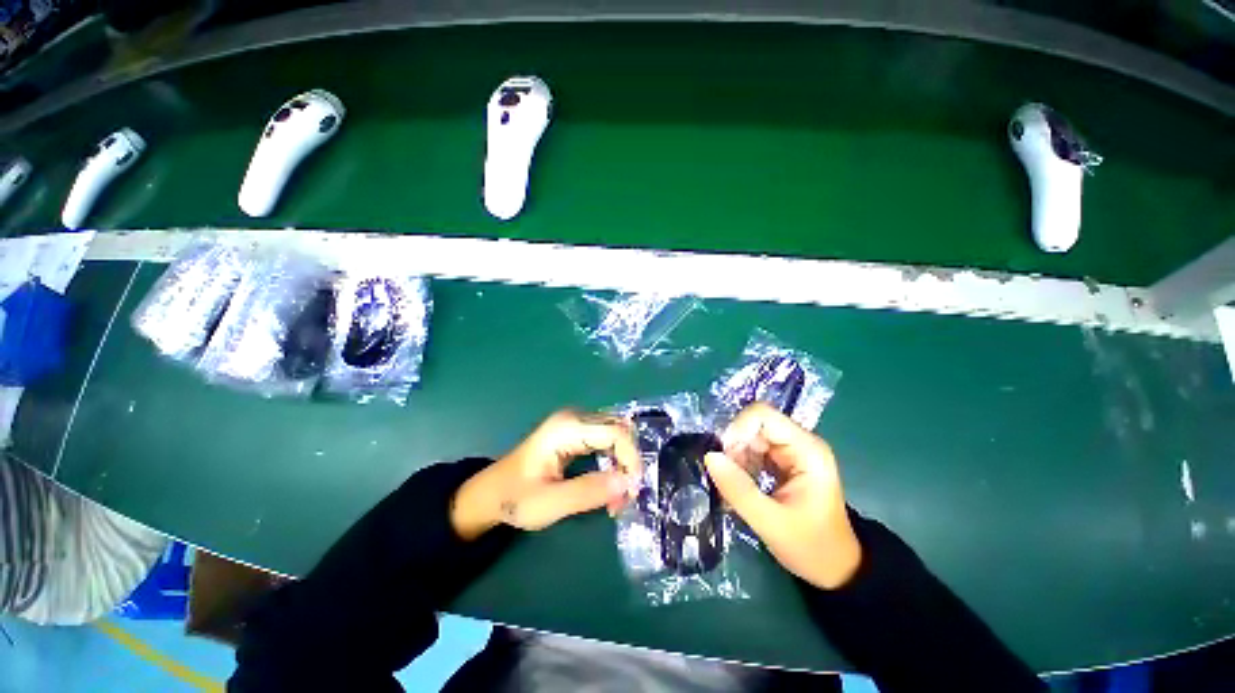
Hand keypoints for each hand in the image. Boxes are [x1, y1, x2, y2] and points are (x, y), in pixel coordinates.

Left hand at [451, 410, 641, 539]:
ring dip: (623, 464)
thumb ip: (589, 492)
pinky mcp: (575, 433)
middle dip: (628, 462)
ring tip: (618, 497)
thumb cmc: (515, 498)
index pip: (615, 432)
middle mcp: (574, 418)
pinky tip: (610, 485)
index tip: (634, 489)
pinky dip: (613, 462)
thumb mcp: (550, 503)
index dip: (631, 458)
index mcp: (567, 428)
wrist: (490, 493)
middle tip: (627, 496)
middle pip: (618, 431)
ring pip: (615, 436)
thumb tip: (629, 483)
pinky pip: (606, 441)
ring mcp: (575, 423)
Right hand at [704, 403, 861, 589]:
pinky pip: (753, 450)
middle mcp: (800, 442)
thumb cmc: (811, 548)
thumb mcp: (771, 523)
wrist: (837, 569)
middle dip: (735, 447)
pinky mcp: (784, 461)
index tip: (724, 457)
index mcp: (806, 450)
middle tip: (726, 477)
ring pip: (750, 436)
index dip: (738, 429)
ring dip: (736, 457)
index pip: (763, 415)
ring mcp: (792, 451)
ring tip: (733, 485)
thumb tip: (709, 456)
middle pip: (754, 424)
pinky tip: (740, 485)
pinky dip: (741, 463)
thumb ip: (738, 489)